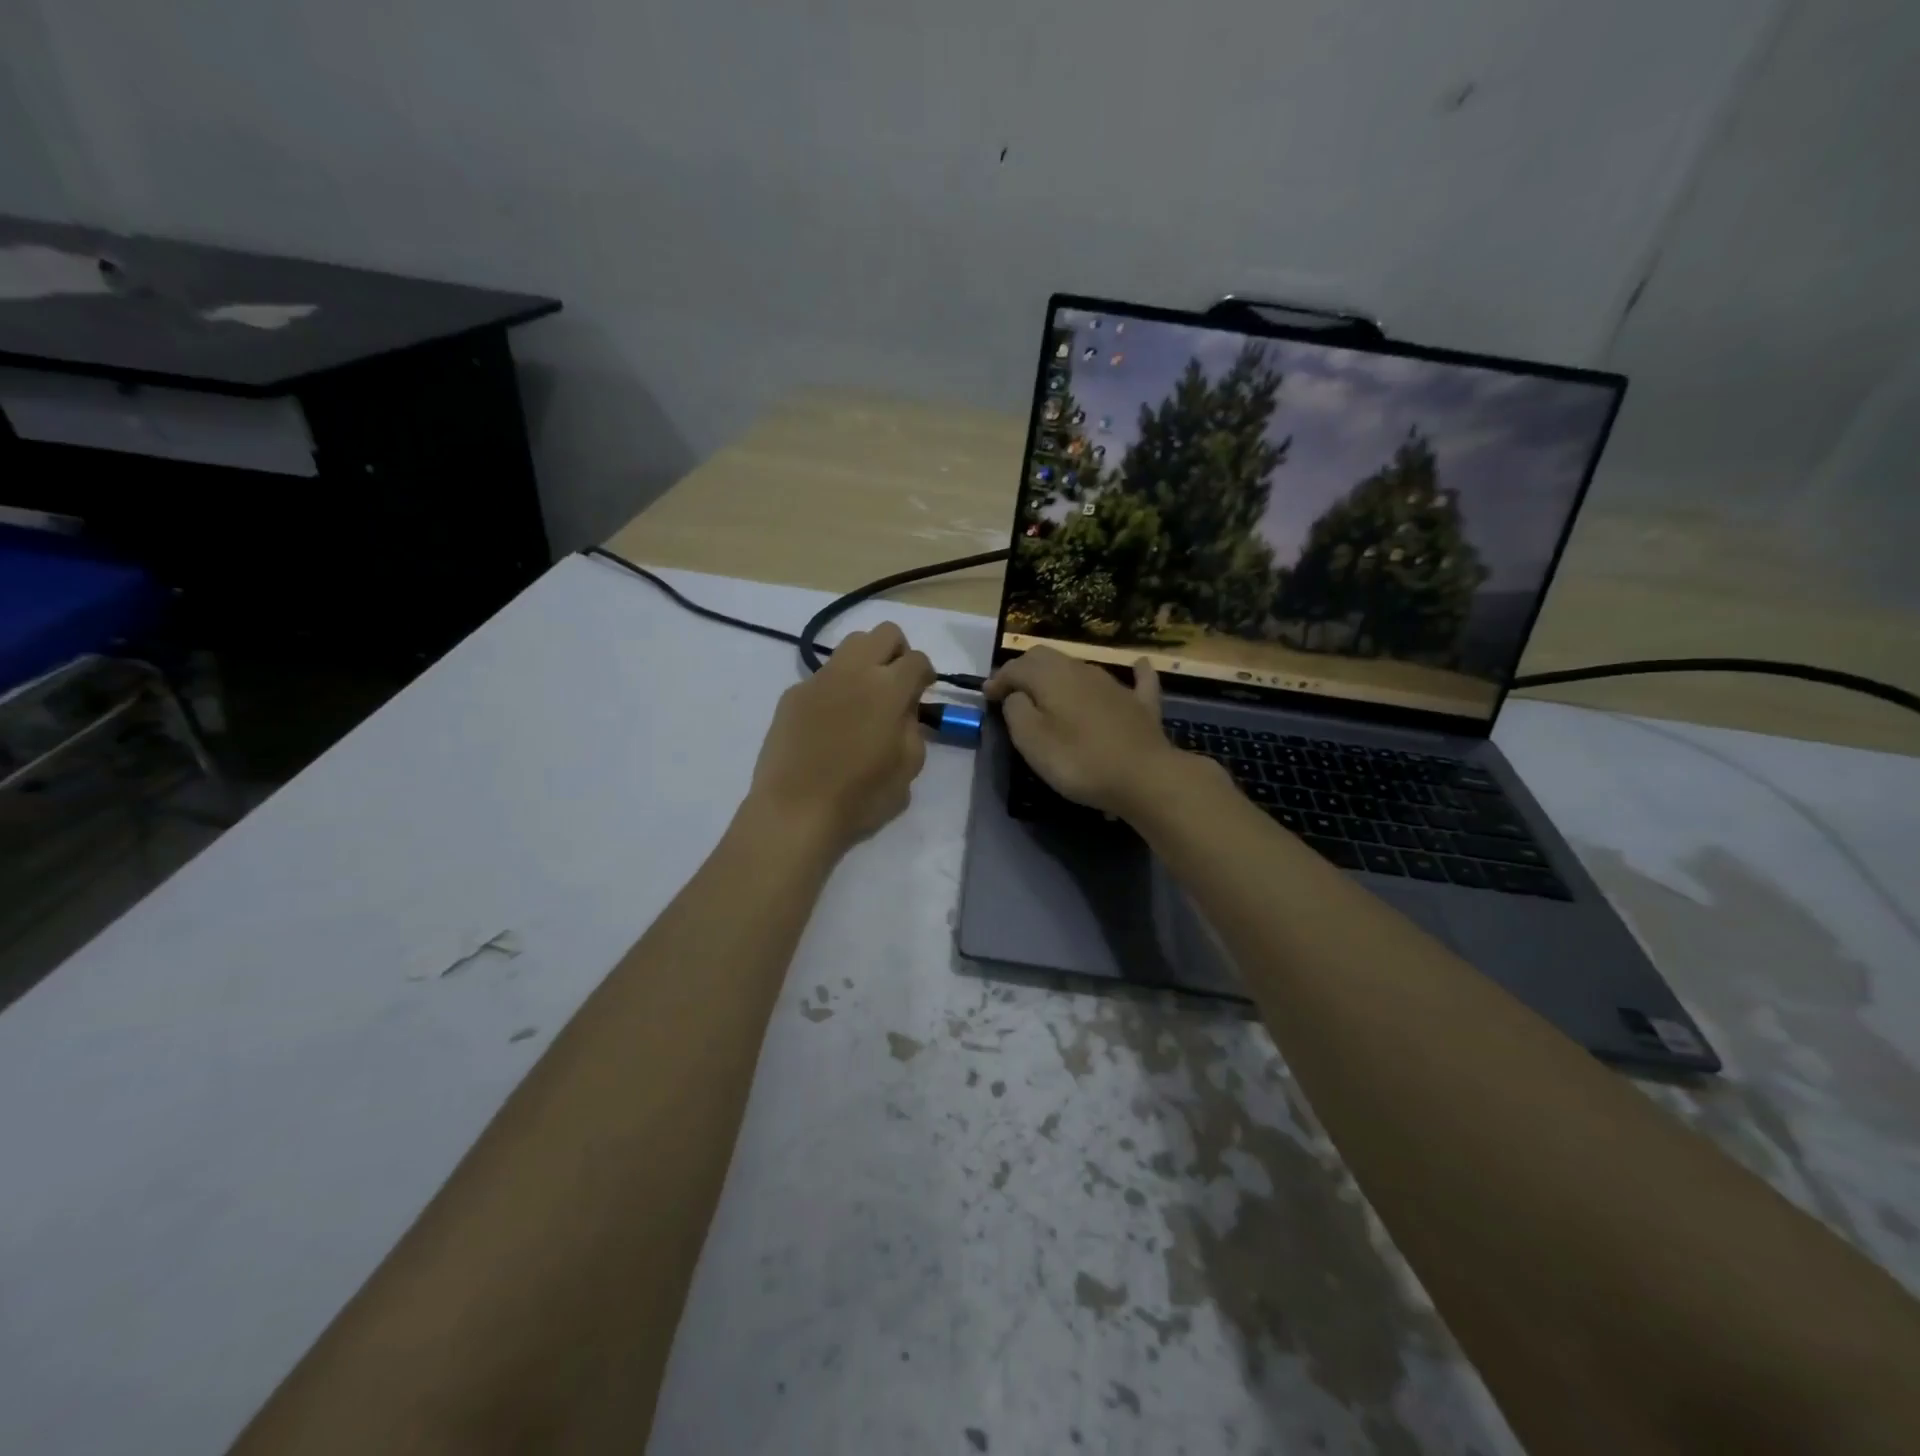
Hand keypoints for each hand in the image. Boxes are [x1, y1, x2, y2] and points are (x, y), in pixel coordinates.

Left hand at [748, 622, 934, 853]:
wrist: (794, 810)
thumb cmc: (860, 796)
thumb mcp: (908, 768)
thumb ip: (913, 729)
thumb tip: (904, 711)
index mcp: (888, 688)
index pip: (917, 659)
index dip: (926, 673)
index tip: (923, 692)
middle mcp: (854, 671)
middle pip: (884, 633)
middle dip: (897, 652)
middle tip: (896, 685)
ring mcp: (818, 679)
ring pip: (850, 645)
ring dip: (865, 662)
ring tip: (864, 697)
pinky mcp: (792, 694)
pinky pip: (822, 676)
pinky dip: (835, 688)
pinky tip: (831, 722)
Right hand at [984, 647, 1200, 818]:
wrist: (1144, 777)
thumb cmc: (1078, 760)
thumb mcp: (1031, 740)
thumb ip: (1016, 710)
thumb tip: (1016, 695)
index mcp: (1052, 676)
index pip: (1016, 667)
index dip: (998, 679)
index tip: (986, 696)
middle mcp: (1082, 670)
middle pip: (1047, 658)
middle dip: (1025, 670)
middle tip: (1011, 692)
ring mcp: (1115, 685)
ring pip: (1080, 667)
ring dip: (1059, 675)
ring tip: (1048, 694)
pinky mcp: (1141, 704)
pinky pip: (1137, 680)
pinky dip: (1132, 673)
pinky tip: (1137, 667)